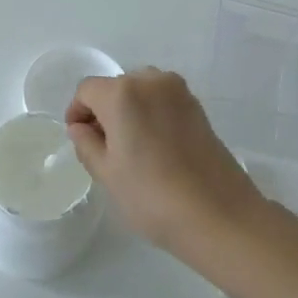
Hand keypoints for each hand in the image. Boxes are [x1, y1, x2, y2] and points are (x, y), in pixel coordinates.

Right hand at [66, 69, 265, 250]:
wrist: (219, 215)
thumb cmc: (152, 196)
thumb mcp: (107, 173)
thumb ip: (86, 144)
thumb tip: (81, 128)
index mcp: (122, 93)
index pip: (86, 90)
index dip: (77, 112)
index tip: (79, 139)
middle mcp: (151, 81)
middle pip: (115, 88)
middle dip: (104, 112)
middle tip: (104, 149)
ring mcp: (179, 92)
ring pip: (141, 93)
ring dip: (129, 112)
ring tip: (131, 150)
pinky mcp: (199, 108)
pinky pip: (162, 102)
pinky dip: (151, 116)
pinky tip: (155, 150)